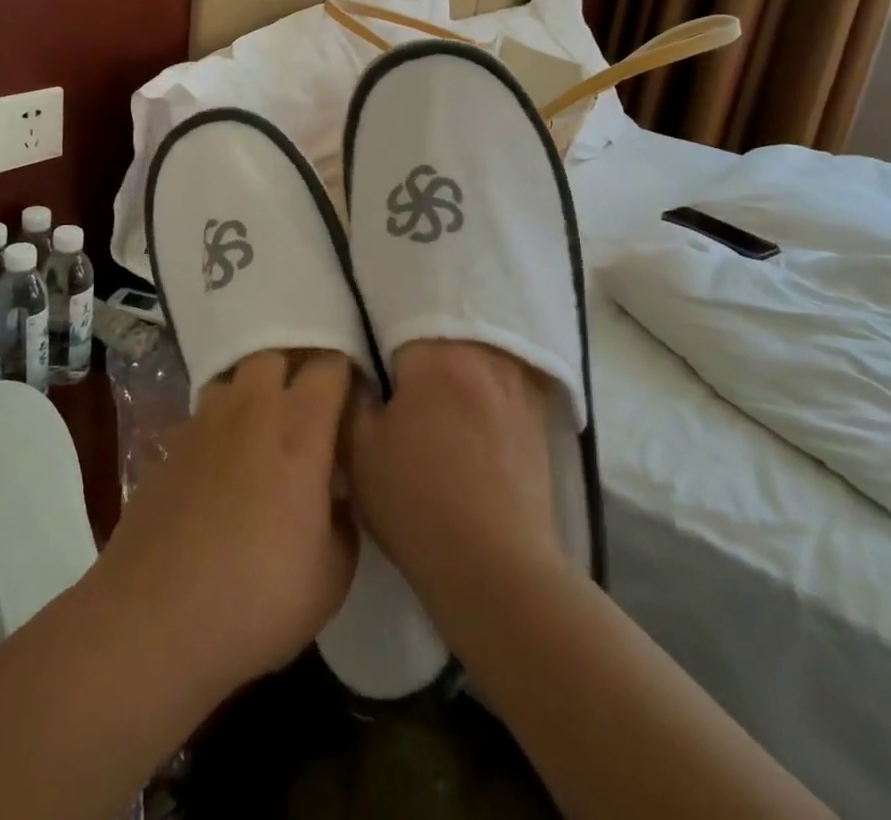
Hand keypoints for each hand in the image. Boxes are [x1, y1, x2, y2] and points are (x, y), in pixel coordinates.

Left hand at [92, 349, 357, 696]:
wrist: (155, 620)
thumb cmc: (258, 598)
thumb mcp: (333, 575)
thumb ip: (345, 519)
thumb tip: (337, 493)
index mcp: (299, 429)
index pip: (330, 366)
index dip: (347, 374)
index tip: (355, 398)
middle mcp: (251, 409)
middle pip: (276, 354)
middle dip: (297, 368)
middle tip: (311, 406)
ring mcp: (204, 422)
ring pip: (235, 376)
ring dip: (254, 389)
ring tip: (264, 426)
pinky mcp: (170, 444)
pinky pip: (204, 413)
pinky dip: (220, 424)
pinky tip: (222, 462)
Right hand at [346, 340, 569, 624]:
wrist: (496, 571)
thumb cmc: (417, 503)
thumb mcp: (359, 451)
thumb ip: (352, 395)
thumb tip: (356, 368)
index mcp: (438, 356)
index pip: (402, 319)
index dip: (381, 337)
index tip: (372, 359)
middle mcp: (486, 356)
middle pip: (445, 331)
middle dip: (420, 346)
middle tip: (399, 372)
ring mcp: (519, 385)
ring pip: (478, 352)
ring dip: (456, 361)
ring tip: (436, 388)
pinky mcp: (538, 416)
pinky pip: (505, 378)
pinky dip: (484, 383)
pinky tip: (471, 408)